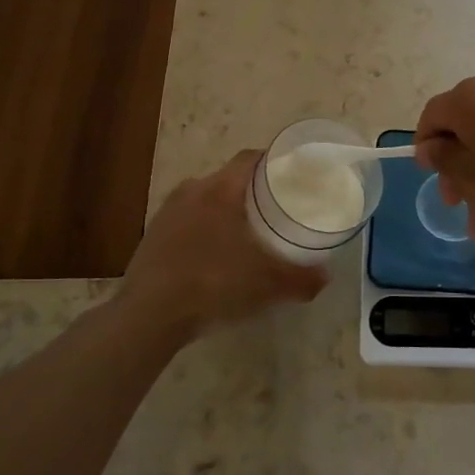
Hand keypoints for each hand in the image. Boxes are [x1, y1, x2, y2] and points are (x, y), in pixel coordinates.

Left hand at [118, 150, 328, 338]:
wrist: (148, 315)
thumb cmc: (213, 284)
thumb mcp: (267, 285)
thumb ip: (301, 278)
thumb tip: (325, 277)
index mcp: (221, 189)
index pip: (250, 158)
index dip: (273, 161)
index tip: (292, 175)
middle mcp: (192, 190)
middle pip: (229, 179)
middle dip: (252, 191)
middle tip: (275, 210)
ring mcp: (167, 212)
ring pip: (206, 200)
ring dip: (225, 212)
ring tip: (246, 234)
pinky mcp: (152, 236)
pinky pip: (187, 222)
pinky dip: (204, 232)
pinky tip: (214, 258)